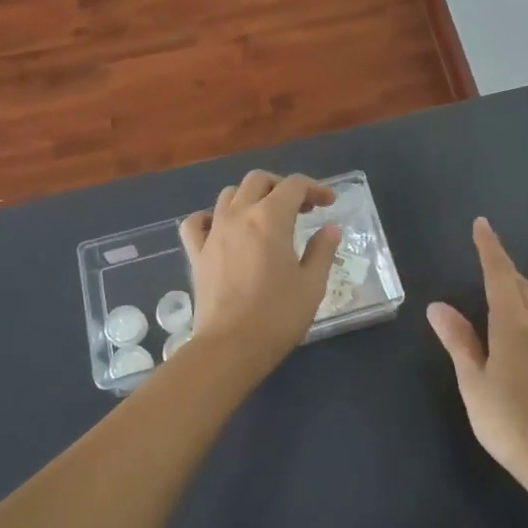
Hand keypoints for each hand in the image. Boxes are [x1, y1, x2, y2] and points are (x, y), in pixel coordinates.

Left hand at [179, 171, 341, 373]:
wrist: (231, 347)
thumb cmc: (278, 315)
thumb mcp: (312, 284)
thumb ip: (322, 250)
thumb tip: (330, 228)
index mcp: (271, 218)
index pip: (294, 185)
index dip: (316, 188)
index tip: (329, 203)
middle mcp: (239, 215)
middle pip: (258, 180)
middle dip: (282, 186)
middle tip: (301, 208)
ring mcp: (213, 232)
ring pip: (229, 195)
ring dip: (251, 198)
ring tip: (266, 218)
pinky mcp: (196, 253)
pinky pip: (197, 222)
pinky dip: (210, 218)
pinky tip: (222, 229)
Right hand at [427, 217, 527, 486]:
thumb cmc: (509, 422)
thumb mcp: (474, 382)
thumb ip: (458, 340)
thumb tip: (437, 306)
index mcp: (514, 324)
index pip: (500, 274)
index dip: (490, 247)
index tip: (481, 224)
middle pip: (522, 283)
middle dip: (503, 265)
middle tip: (485, 255)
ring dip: (520, 285)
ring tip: (502, 285)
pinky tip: (525, 323)